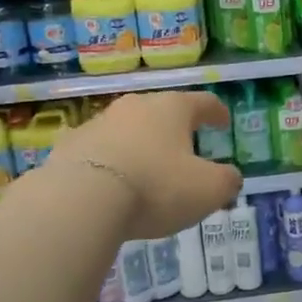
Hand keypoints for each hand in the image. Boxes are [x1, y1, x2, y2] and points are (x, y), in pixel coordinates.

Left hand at [45, 91, 242, 237]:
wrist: (80, 199)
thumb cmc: (156, 187)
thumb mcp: (208, 190)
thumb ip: (226, 181)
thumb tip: (231, 177)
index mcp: (173, 109)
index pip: (202, 102)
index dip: (216, 112)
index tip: (223, 122)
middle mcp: (135, 106)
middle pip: (161, 111)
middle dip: (174, 128)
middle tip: (184, 146)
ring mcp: (98, 123)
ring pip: (127, 129)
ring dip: (139, 144)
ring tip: (146, 167)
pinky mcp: (69, 146)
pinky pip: (96, 150)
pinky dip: (108, 160)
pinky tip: (108, 179)